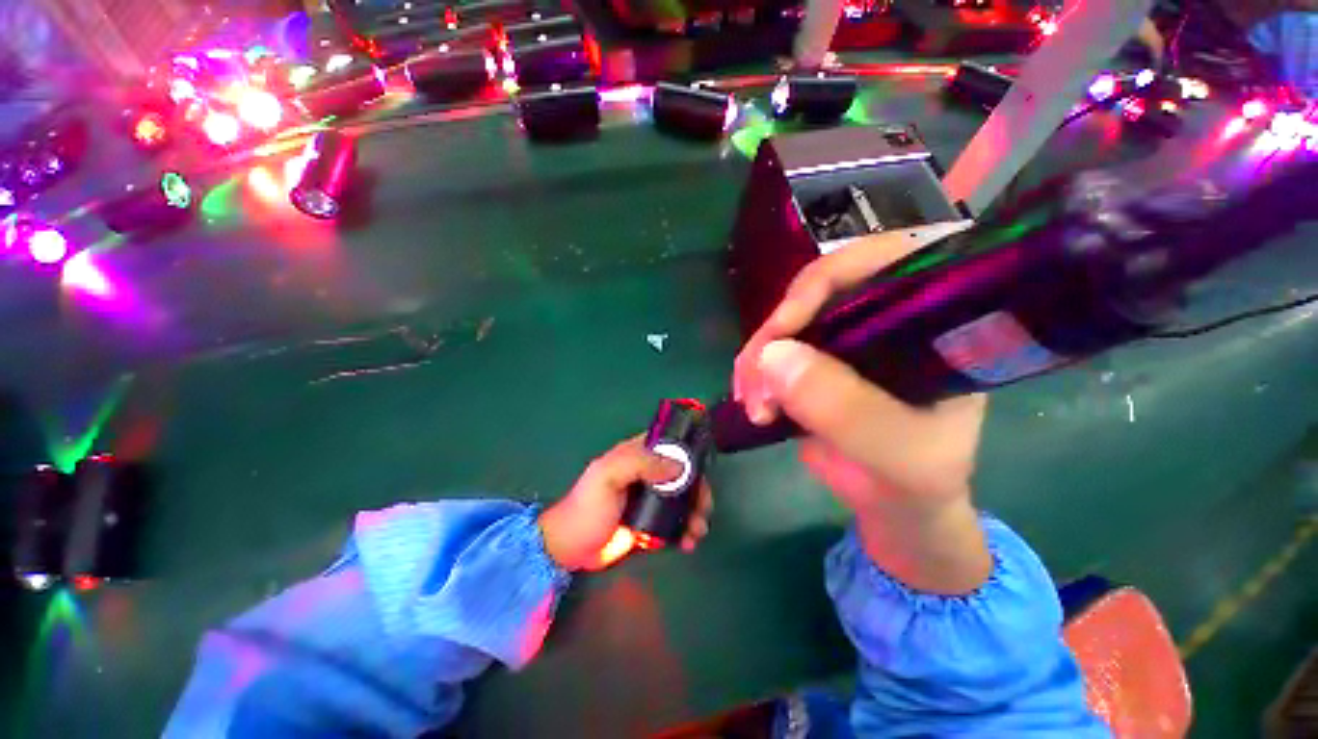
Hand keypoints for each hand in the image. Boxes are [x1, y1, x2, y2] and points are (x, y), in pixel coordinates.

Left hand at [539, 437, 713, 571]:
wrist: (569, 549)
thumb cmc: (587, 506)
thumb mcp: (608, 476)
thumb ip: (641, 463)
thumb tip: (681, 467)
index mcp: (636, 454)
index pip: (669, 444)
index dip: (688, 452)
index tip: (702, 469)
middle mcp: (648, 473)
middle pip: (683, 474)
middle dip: (698, 490)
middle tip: (703, 509)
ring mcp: (651, 499)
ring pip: (683, 499)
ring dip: (696, 512)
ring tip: (697, 531)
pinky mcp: (652, 523)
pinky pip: (676, 522)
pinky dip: (686, 530)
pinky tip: (688, 542)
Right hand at [731, 232, 990, 593]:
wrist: (893, 505)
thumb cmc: (915, 480)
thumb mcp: (894, 452)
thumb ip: (844, 407)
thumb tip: (773, 356)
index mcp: (935, 323)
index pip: (885, 262)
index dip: (828, 280)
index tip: (784, 326)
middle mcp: (889, 317)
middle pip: (821, 289)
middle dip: (778, 330)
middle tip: (754, 378)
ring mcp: (847, 336)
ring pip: (789, 320)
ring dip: (759, 356)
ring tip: (752, 403)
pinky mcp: (815, 358)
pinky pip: (775, 347)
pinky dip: (755, 369)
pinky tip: (750, 398)